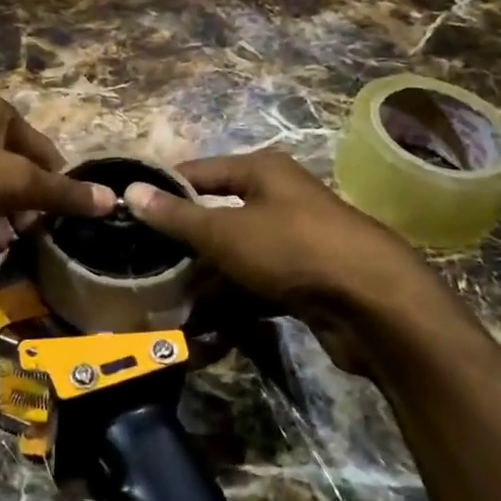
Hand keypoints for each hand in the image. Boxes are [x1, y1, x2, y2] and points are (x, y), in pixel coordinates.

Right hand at [124, 151, 441, 372]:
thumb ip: (177, 216)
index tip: (126, 214)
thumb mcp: (226, 231)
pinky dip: (230, 304)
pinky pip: (254, 286)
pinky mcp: (303, 280)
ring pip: (234, 258)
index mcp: (261, 171)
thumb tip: (129, 190)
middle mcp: (277, 199)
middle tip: (143, 268)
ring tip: (165, 307)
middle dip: (182, 247)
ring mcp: (292, 241)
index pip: (198, 173)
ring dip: (203, 283)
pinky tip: (202, 329)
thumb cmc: (293, 248)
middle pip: (216, 217)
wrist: (374, 303)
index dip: (163, 191)